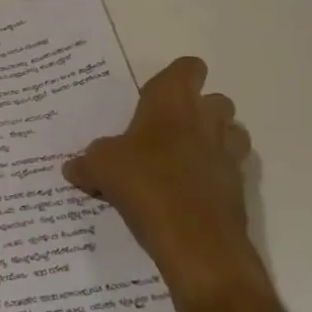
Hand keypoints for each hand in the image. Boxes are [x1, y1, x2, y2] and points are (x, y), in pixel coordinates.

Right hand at [63, 56, 266, 299]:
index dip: (177, 77)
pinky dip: (217, 176)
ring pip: (232, 133)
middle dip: (199, 110)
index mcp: (172, 100)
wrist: (197, 243)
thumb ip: (87, 162)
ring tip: (184, 159)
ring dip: (214, 140)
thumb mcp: (101, 168)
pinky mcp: (240, 189)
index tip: (156, 96)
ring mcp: (228, 154)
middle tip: (167, 130)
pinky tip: (190, 194)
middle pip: (217, 99)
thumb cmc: (145, 184)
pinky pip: (231, 171)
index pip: (189, 67)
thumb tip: (72, 167)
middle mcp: (206, 119)